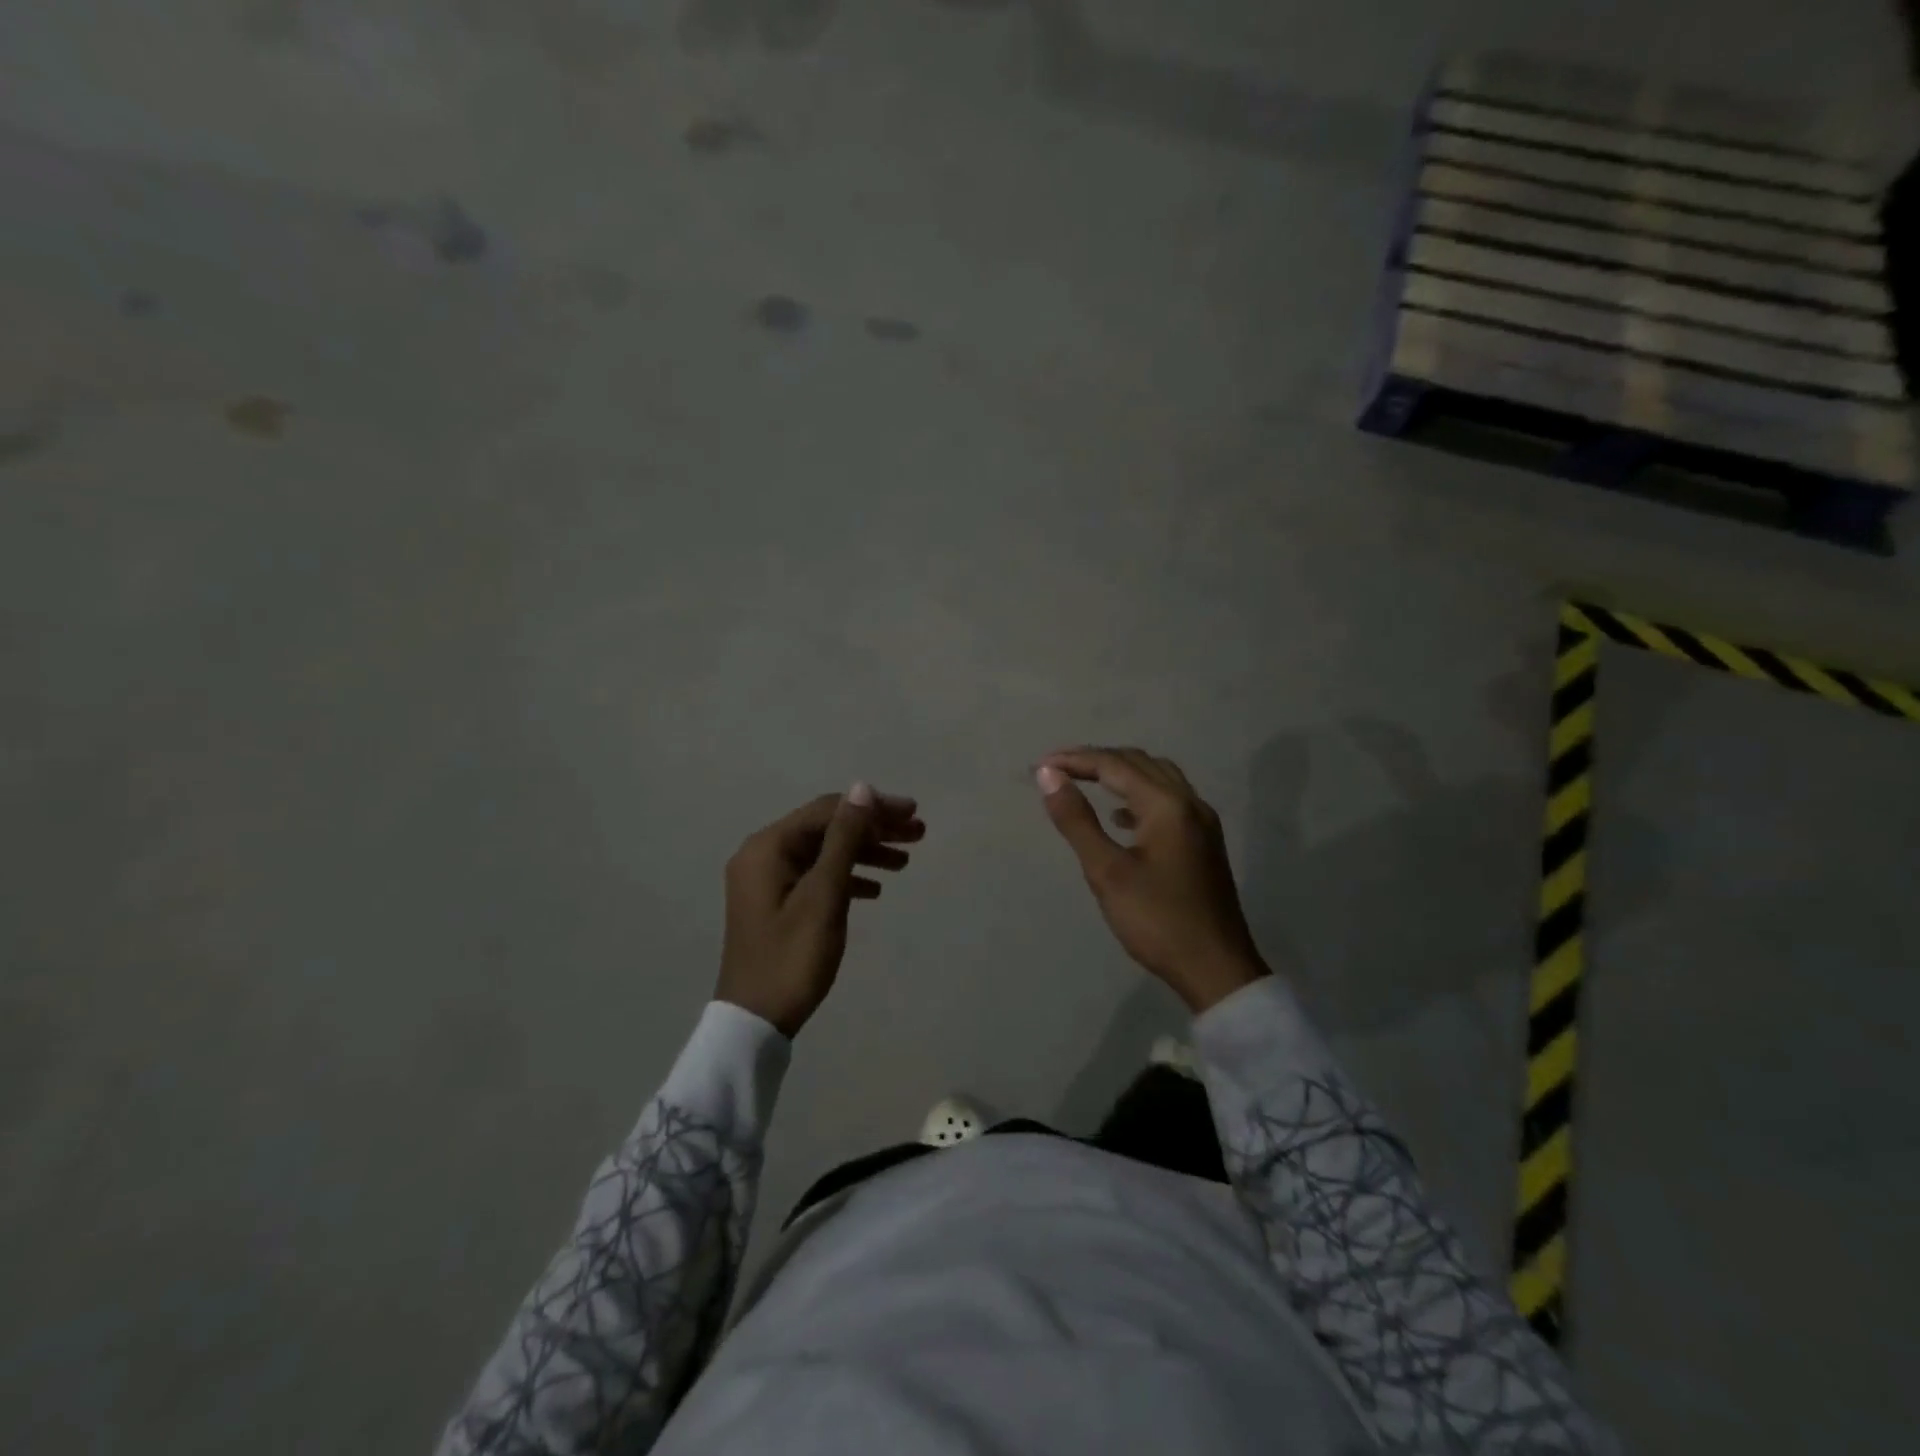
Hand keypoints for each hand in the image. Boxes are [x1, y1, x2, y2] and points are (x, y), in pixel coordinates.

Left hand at [717, 783, 923, 1036]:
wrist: (755, 1021)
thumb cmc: (792, 956)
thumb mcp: (824, 895)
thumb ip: (845, 839)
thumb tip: (862, 788)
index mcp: (768, 847)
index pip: (828, 810)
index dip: (872, 808)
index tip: (912, 814)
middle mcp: (763, 854)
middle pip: (827, 828)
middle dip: (873, 828)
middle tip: (918, 834)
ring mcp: (768, 880)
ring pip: (825, 852)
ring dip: (864, 852)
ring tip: (905, 861)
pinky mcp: (776, 902)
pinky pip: (817, 876)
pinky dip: (847, 876)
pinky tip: (876, 889)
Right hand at [1036, 747, 1266, 1012]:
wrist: (1216, 969)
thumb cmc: (1157, 920)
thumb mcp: (1107, 871)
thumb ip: (1077, 820)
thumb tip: (1049, 775)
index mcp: (1167, 805)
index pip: (1115, 765)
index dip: (1075, 760)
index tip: (1040, 767)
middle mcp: (1190, 803)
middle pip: (1139, 763)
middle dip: (1097, 760)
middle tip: (1058, 770)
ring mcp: (1202, 822)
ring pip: (1157, 778)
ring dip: (1120, 773)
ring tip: (1084, 782)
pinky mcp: (1204, 842)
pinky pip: (1168, 800)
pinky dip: (1139, 796)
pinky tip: (1120, 818)